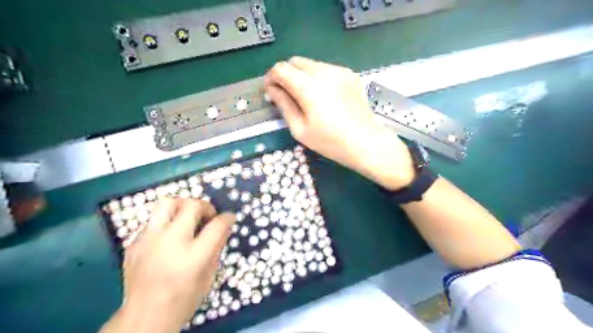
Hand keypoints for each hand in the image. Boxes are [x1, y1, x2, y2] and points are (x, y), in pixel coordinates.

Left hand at [100, 199, 232, 331]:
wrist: (143, 317)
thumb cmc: (183, 300)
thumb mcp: (209, 276)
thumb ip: (216, 247)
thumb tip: (224, 226)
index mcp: (193, 256)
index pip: (216, 225)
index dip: (227, 218)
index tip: (229, 218)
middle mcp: (170, 243)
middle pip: (191, 206)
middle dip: (205, 206)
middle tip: (207, 217)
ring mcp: (148, 240)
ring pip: (167, 203)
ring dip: (183, 206)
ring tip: (187, 218)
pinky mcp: (134, 243)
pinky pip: (153, 220)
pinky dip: (166, 223)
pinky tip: (169, 238)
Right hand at [265, 57, 415, 189]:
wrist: (366, 143)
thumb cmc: (331, 142)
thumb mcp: (300, 129)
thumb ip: (283, 105)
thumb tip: (272, 90)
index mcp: (309, 87)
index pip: (281, 69)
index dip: (271, 78)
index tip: (271, 92)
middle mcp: (324, 72)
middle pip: (295, 61)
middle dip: (285, 75)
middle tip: (286, 94)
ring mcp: (339, 71)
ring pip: (311, 64)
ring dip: (301, 76)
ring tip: (305, 97)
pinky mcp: (350, 74)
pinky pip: (326, 69)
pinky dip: (318, 78)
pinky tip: (323, 96)